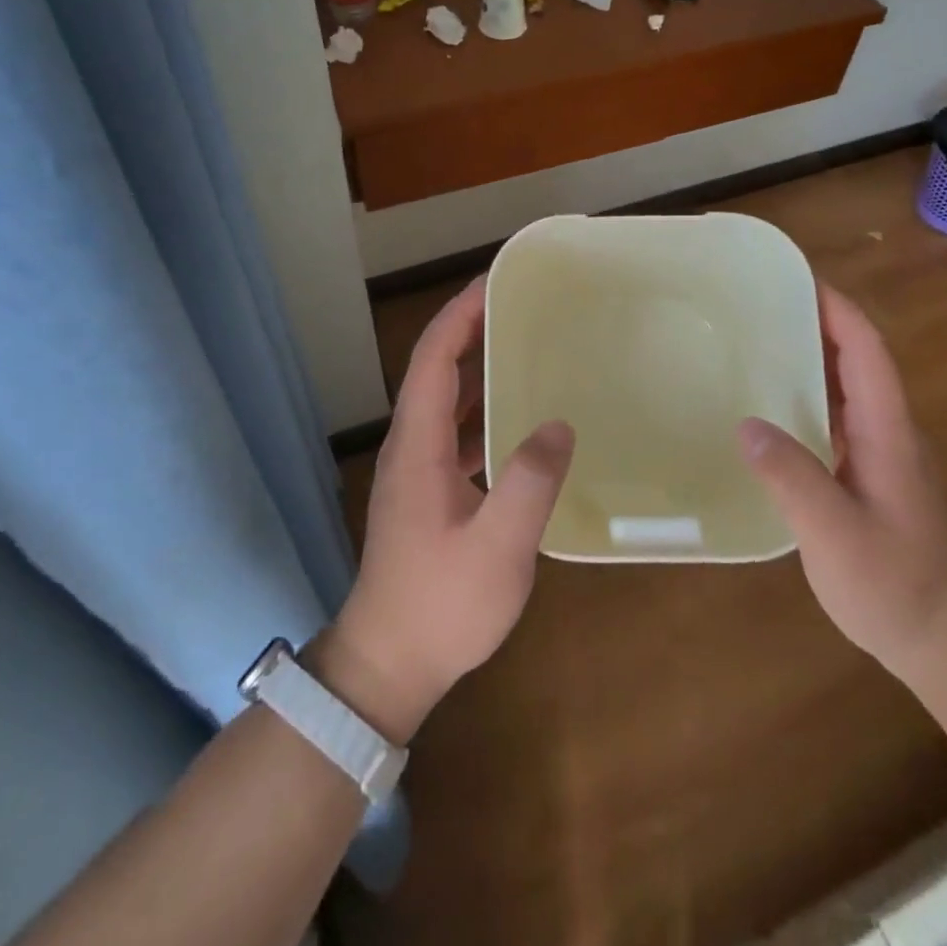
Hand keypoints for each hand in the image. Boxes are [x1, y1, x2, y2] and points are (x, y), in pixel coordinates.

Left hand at [324, 278, 574, 742]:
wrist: (389, 664)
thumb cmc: (440, 606)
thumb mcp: (496, 550)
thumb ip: (528, 485)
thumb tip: (558, 425)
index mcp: (417, 445)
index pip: (433, 358)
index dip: (461, 314)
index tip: (497, 281)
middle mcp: (411, 445)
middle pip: (436, 368)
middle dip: (472, 326)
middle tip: (522, 303)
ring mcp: (417, 468)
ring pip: (446, 397)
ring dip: (478, 364)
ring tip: (525, 344)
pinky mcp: (429, 490)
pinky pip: (456, 429)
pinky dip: (483, 406)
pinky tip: (520, 416)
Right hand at [737, 283, 946, 678]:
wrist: (945, 639)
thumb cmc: (895, 585)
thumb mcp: (837, 535)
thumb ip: (794, 479)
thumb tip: (746, 425)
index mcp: (887, 432)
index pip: (866, 351)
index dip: (836, 309)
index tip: (796, 277)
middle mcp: (887, 431)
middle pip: (854, 359)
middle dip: (814, 322)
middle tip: (757, 305)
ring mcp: (879, 453)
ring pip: (843, 388)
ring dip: (807, 357)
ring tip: (753, 344)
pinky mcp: (866, 474)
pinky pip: (834, 417)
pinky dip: (803, 396)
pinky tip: (766, 409)